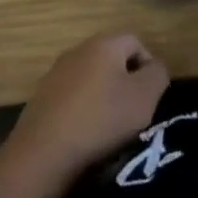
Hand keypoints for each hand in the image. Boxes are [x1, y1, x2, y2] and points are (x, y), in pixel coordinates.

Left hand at [5, 33, 169, 180]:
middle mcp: (78, 50)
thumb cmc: (100, 120)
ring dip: (102, 97)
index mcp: (104, 44)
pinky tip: (83, 136)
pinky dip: (81, 112)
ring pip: (90, 79)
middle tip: (132, 112)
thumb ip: (158, 75)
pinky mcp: (40, 99)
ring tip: (108, 128)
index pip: (136, 42)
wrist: (42, 156)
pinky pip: (70, 98)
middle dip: (124, 82)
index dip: (149, 67)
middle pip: (111, 59)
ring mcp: (55, 74)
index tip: (151, 97)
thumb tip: (154, 68)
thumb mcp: (144, 98)